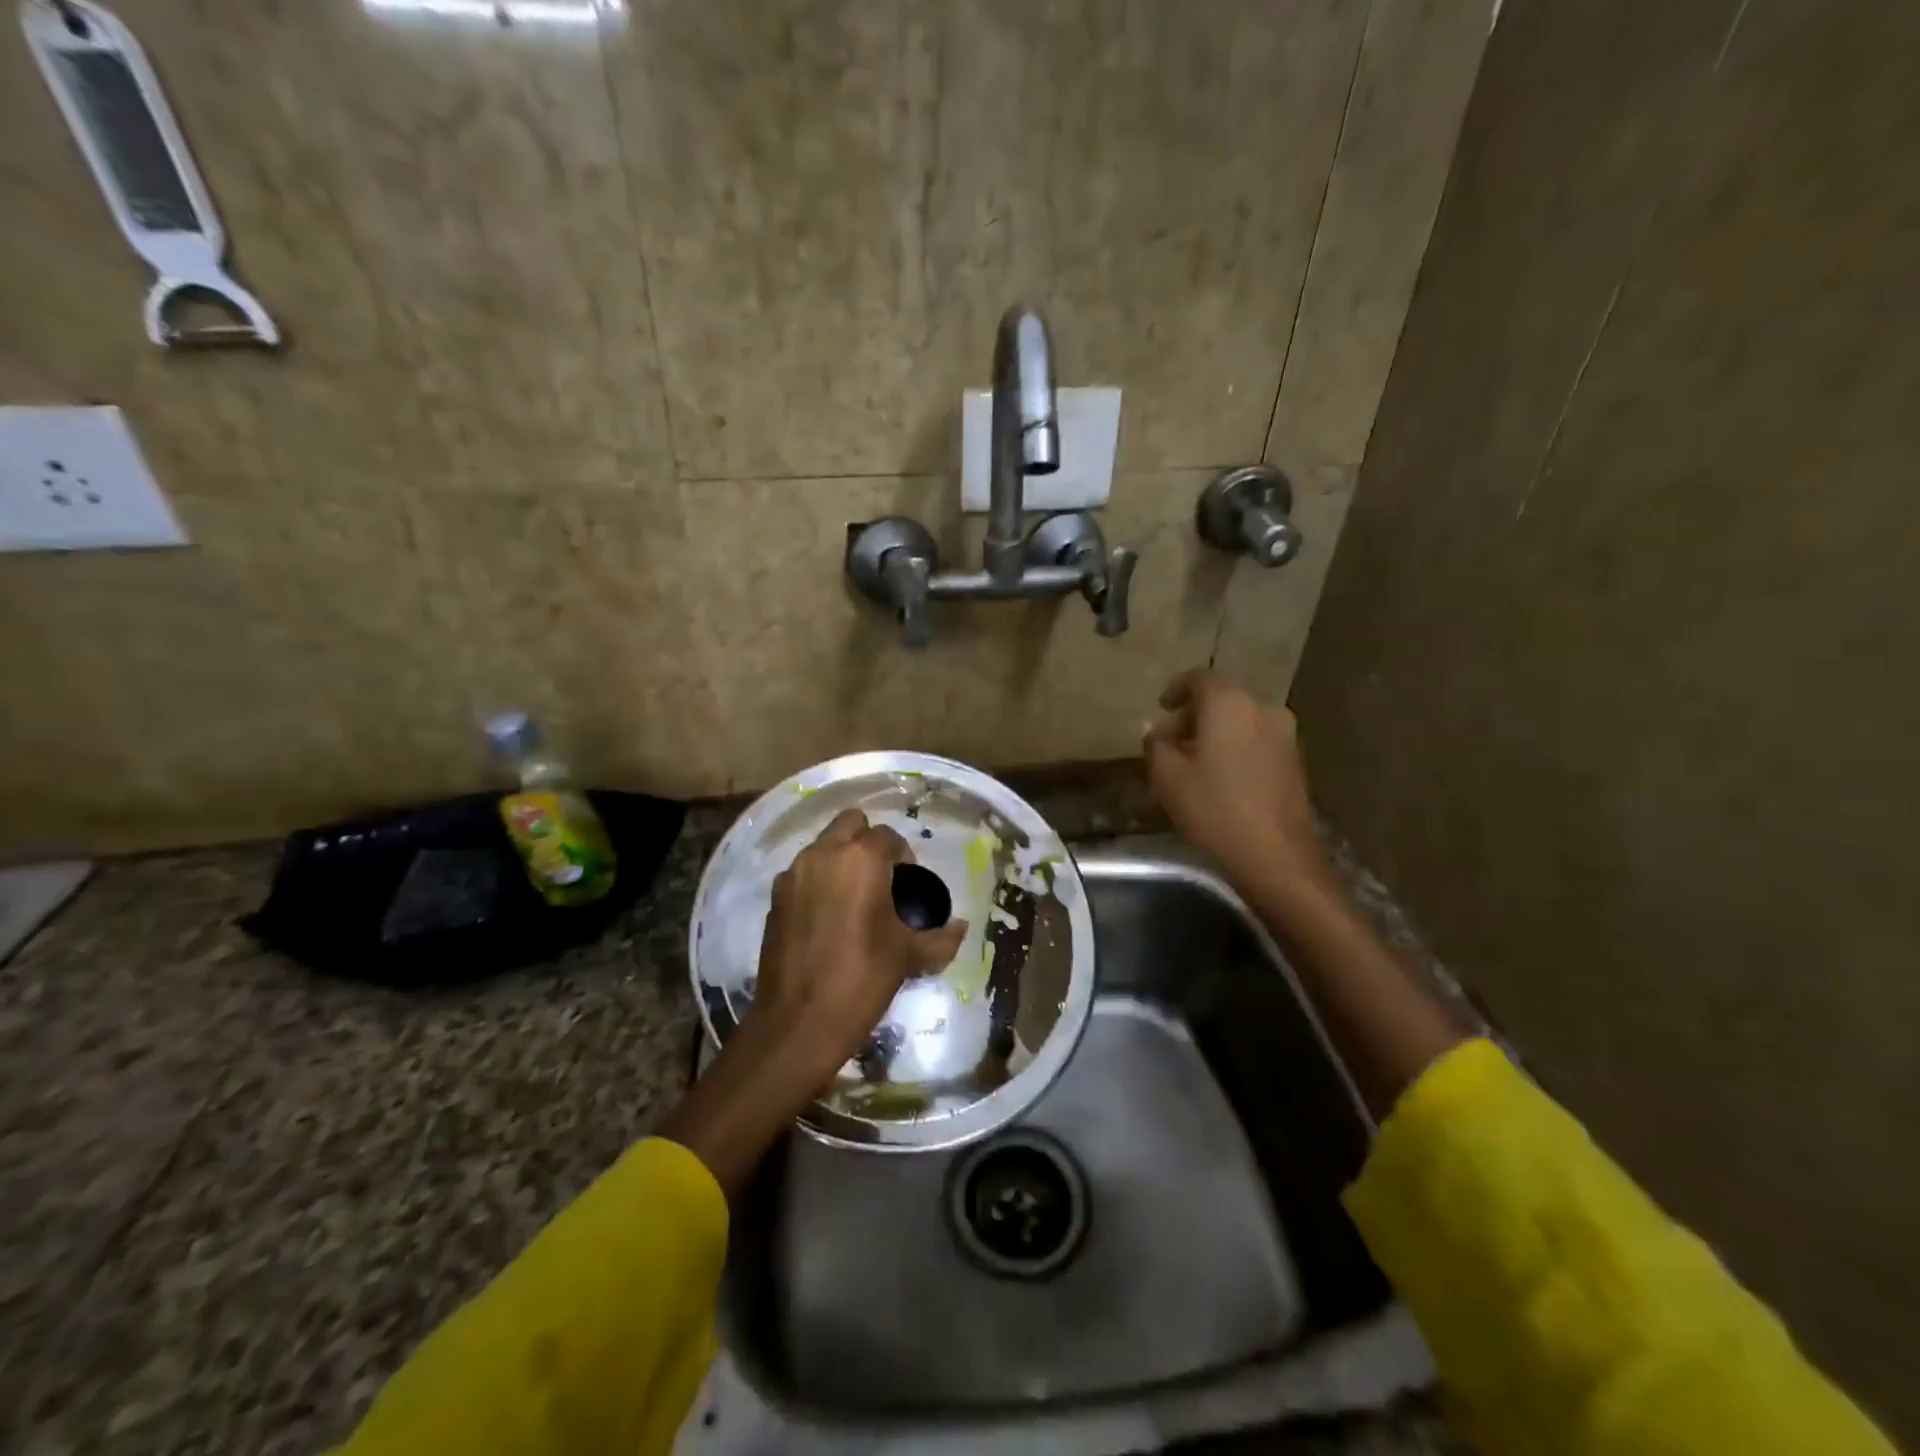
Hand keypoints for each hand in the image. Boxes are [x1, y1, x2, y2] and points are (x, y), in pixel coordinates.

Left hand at [750, 808, 967, 1086]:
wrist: (797, 1024)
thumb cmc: (861, 981)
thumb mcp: (908, 957)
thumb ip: (940, 938)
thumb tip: (960, 927)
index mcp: (860, 859)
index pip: (889, 836)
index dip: (904, 856)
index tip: (909, 885)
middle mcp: (823, 855)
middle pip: (850, 823)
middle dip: (869, 842)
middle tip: (882, 879)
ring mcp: (793, 875)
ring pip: (822, 846)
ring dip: (841, 859)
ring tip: (855, 900)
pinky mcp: (774, 899)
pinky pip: (802, 873)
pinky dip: (817, 882)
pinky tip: (828, 918)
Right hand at [1144, 669, 1333, 896]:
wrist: (1276, 857)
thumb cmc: (1214, 809)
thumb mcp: (1168, 777)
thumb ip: (1156, 744)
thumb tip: (1155, 729)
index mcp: (1229, 703)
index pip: (1198, 678)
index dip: (1175, 689)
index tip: (1160, 707)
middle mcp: (1262, 708)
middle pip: (1222, 699)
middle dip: (1193, 715)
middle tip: (1170, 741)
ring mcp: (1285, 735)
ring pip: (1240, 720)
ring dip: (1215, 733)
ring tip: (1192, 762)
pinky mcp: (1295, 761)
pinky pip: (1256, 740)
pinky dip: (1235, 747)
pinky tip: (1220, 777)